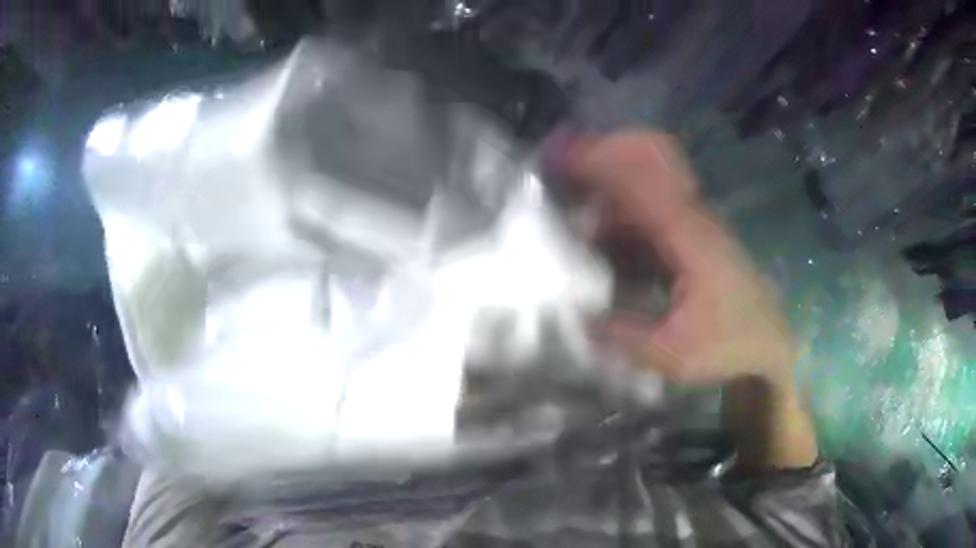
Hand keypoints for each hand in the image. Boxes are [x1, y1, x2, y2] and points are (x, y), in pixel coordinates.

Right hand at [562, 131, 795, 386]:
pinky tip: (599, 231)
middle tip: (559, 158)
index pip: (642, 184)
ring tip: (569, 192)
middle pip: (647, 167)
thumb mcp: (673, 354)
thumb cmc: (728, 346)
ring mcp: (695, 226)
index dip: (600, 163)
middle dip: (603, 155)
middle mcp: (693, 220)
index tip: (559, 152)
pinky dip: (622, 209)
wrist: (769, 343)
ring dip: (609, 182)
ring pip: (648, 187)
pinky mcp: (694, 239)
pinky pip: (653, 210)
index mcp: (690, 239)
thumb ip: (624, 336)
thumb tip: (580, 319)